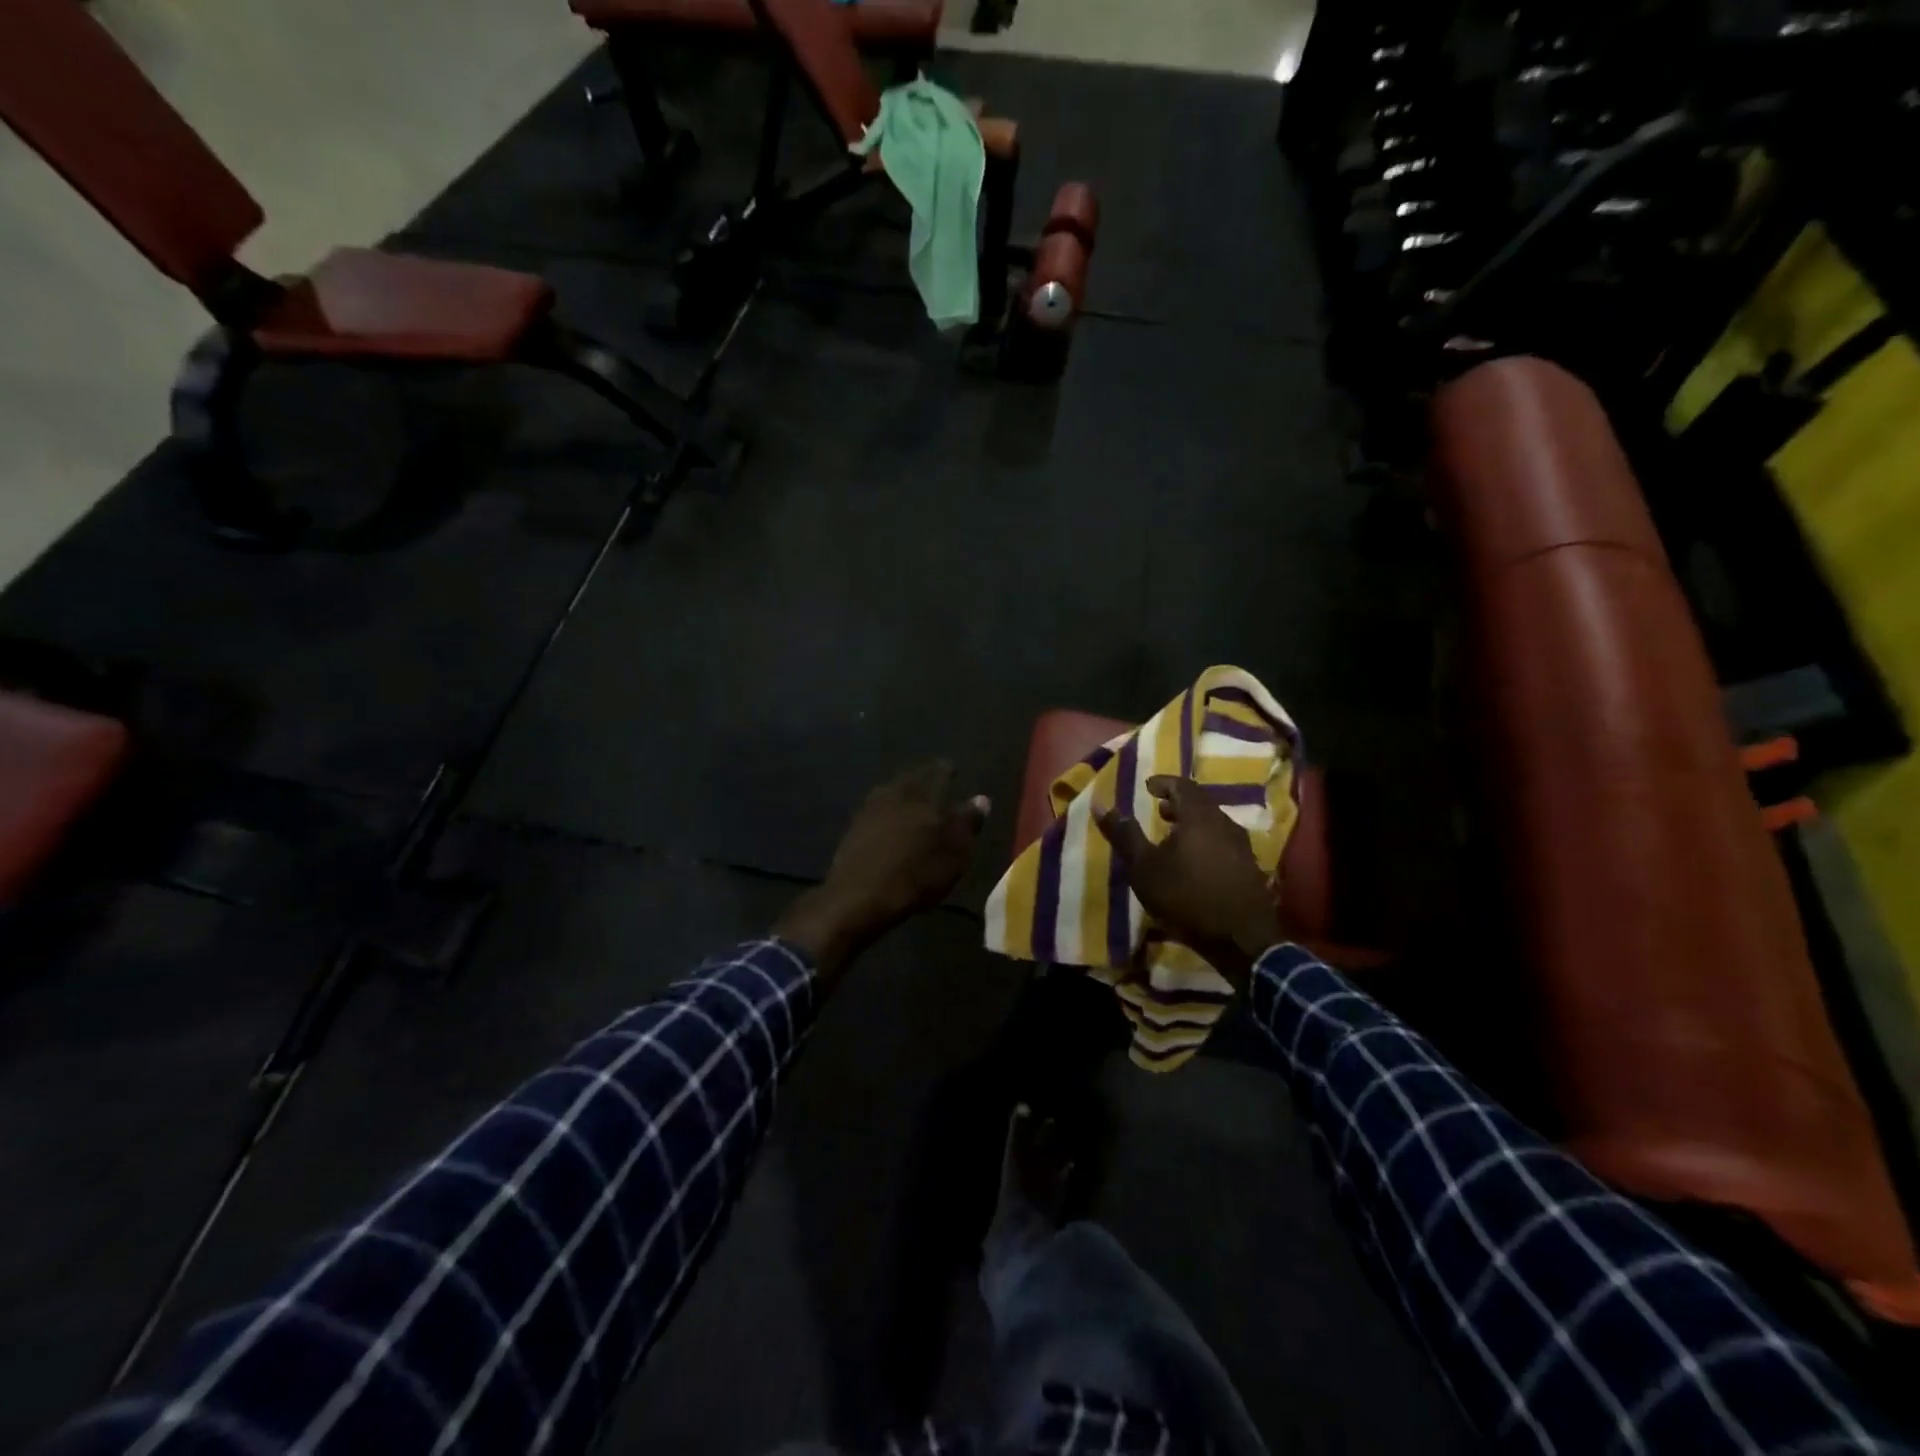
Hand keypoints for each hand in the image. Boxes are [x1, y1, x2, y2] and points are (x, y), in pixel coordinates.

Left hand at [774, 761, 989, 981]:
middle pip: (910, 781)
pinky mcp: (851, 831)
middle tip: (931, 783)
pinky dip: (884, 816)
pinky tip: (887, 825)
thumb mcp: (955, 852)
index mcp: (921, 794)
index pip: (938, 773)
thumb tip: (982, 799)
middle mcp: (893, 794)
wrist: (859, 897)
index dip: (947, 771)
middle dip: (921, 781)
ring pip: (889, 794)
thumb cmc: (916, 873)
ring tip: (909, 803)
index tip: (953, 769)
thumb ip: (967, 823)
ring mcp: (868, 811)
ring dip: (900, 796)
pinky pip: (874, 814)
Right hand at [1096, 775, 1279, 992]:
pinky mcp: (1249, 869)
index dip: (1163, 783)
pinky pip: (1223, 843)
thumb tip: (1100, 804)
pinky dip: (1205, 841)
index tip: (1148, 787)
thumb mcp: (1145, 868)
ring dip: (1192, 824)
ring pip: (1214, 823)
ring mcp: (1242, 847)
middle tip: (1159, 810)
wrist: (1241, 939)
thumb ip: (1125, 835)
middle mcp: (1225, 824)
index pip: (1182, 785)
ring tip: (1173, 836)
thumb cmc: (1186, 897)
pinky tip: (1194, 862)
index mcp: (1199, 816)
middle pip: (1201, 803)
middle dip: (1178, 803)